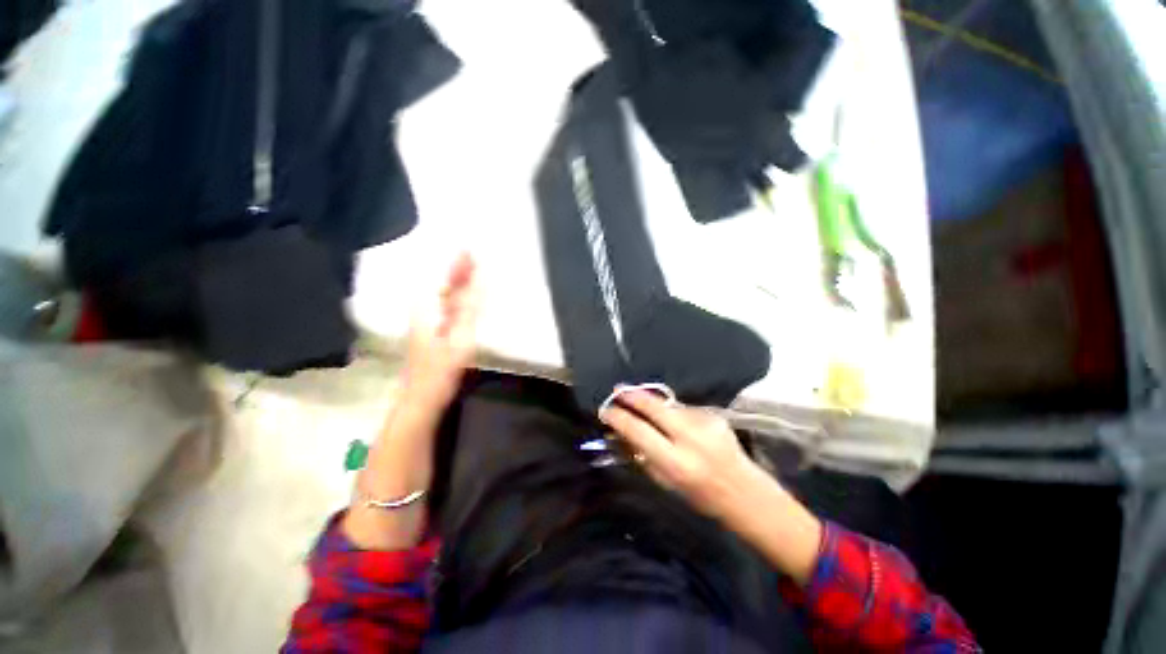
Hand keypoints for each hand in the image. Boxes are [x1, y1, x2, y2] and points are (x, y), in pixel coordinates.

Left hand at [402, 253, 480, 411]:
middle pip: (443, 283)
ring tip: (475, 267)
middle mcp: (424, 308)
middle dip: (459, 268)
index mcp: (427, 307)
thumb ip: (469, 308)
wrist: (421, 396)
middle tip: (476, 253)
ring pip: (446, 293)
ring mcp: (428, 319)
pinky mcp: (435, 329)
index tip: (471, 247)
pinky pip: (448, 304)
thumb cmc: (439, 369)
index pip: (444, 277)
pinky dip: (460, 295)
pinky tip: (468, 293)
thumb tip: (479, 281)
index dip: (458, 262)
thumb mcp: (459, 338)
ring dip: (460, 280)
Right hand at [601, 390, 822, 583]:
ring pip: (668, 404)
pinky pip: (683, 408)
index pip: (638, 430)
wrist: (745, 492)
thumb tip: (622, 433)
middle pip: (653, 406)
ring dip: (651, 402)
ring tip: (639, 401)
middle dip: (631, 395)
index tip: (606, 411)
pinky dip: (671, 410)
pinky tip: (670, 417)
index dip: (618, 418)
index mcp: (675, 461)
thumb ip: (643, 456)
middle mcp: (690, 437)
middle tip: (617, 389)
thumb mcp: (666, 483)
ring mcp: (704, 422)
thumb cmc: (701, 496)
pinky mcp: (714, 415)